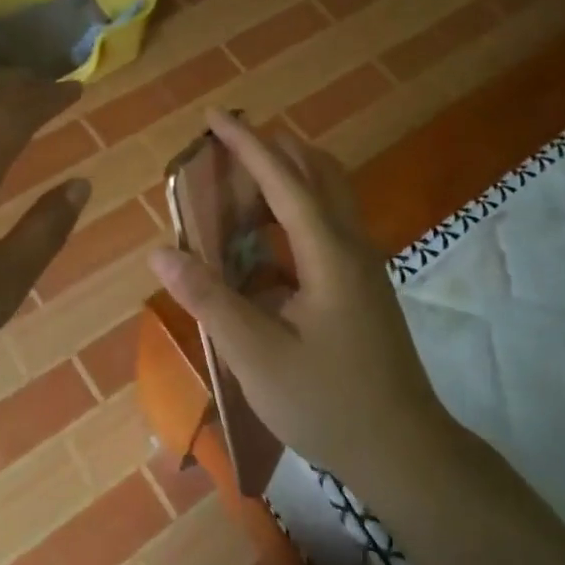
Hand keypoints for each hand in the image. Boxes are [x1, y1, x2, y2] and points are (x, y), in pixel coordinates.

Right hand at [146, 110, 452, 480]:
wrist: (403, 448)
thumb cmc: (328, 402)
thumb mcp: (257, 356)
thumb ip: (210, 300)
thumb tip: (161, 252)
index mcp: (329, 254)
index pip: (284, 181)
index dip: (248, 145)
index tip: (216, 115)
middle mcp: (351, 247)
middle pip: (317, 174)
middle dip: (273, 149)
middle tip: (229, 142)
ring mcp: (362, 267)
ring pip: (328, 198)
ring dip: (288, 178)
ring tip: (242, 182)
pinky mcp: (361, 287)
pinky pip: (327, 228)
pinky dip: (294, 215)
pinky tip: (265, 244)